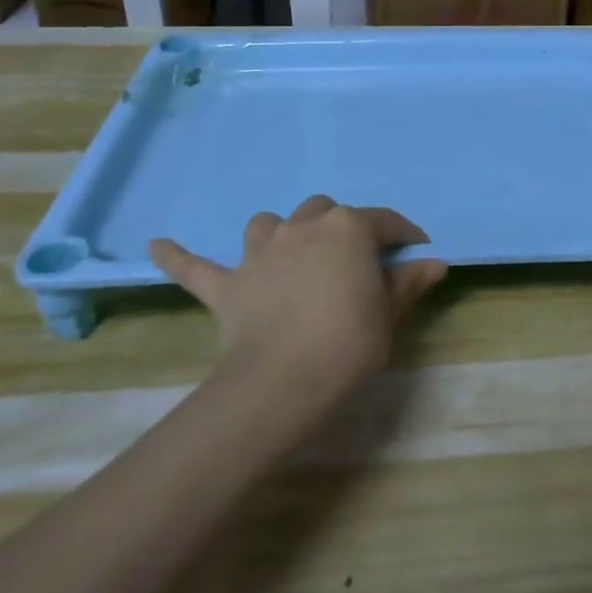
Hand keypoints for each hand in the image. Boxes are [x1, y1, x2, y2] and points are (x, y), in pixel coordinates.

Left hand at [149, 197, 445, 405]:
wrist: (284, 381)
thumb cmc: (349, 342)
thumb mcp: (389, 314)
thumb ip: (408, 283)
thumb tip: (434, 263)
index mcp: (348, 228)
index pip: (383, 221)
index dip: (403, 234)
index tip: (417, 250)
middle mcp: (303, 227)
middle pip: (324, 211)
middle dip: (340, 228)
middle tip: (353, 259)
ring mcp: (261, 252)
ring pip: (268, 223)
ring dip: (281, 232)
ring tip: (289, 252)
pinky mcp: (227, 285)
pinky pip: (196, 267)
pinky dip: (179, 256)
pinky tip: (157, 245)